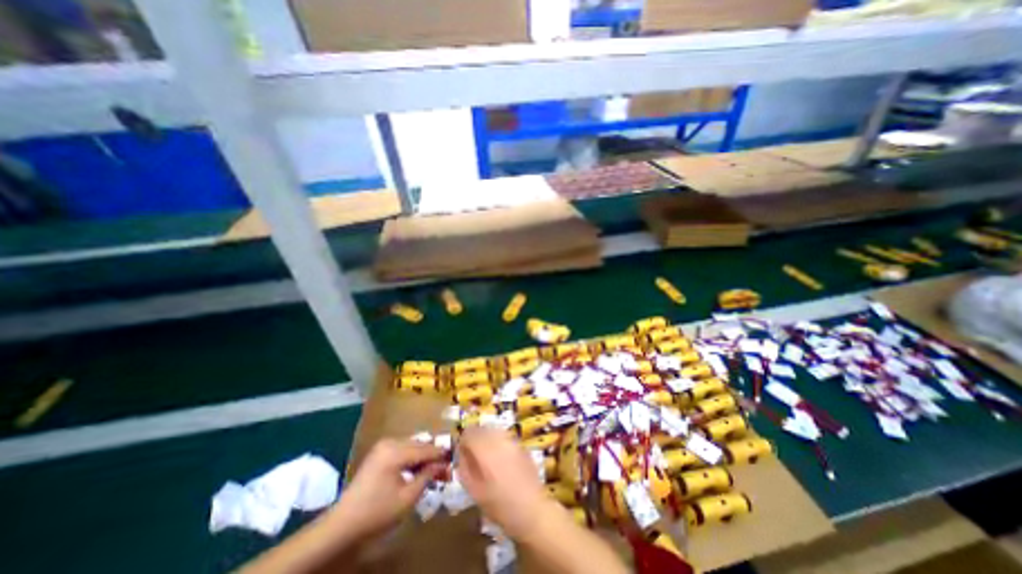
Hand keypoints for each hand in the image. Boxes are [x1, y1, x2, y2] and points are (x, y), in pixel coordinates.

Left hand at [333, 439, 444, 537]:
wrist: (342, 525)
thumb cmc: (377, 512)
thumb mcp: (407, 497)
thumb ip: (428, 476)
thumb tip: (444, 464)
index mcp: (395, 451)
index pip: (426, 449)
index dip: (441, 454)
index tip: (454, 459)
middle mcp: (390, 442)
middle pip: (419, 444)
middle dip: (433, 455)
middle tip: (445, 468)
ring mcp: (383, 446)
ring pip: (412, 446)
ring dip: (423, 456)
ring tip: (434, 470)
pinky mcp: (379, 452)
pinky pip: (402, 449)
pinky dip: (412, 457)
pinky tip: (418, 470)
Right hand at [454, 428, 550, 540]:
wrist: (532, 510)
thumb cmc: (500, 506)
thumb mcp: (475, 492)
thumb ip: (465, 469)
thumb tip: (462, 454)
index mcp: (486, 451)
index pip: (469, 433)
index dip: (462, 442)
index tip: (462, 454)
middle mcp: (499, 440)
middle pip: (482, 429)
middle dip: (474, 438)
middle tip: (472, 455)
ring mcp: (512, 441)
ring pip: (494, 430)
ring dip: (487, 439)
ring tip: (485, 457)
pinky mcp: (522, 446)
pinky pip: (505, 437)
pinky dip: (498, 442)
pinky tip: (500, 460)